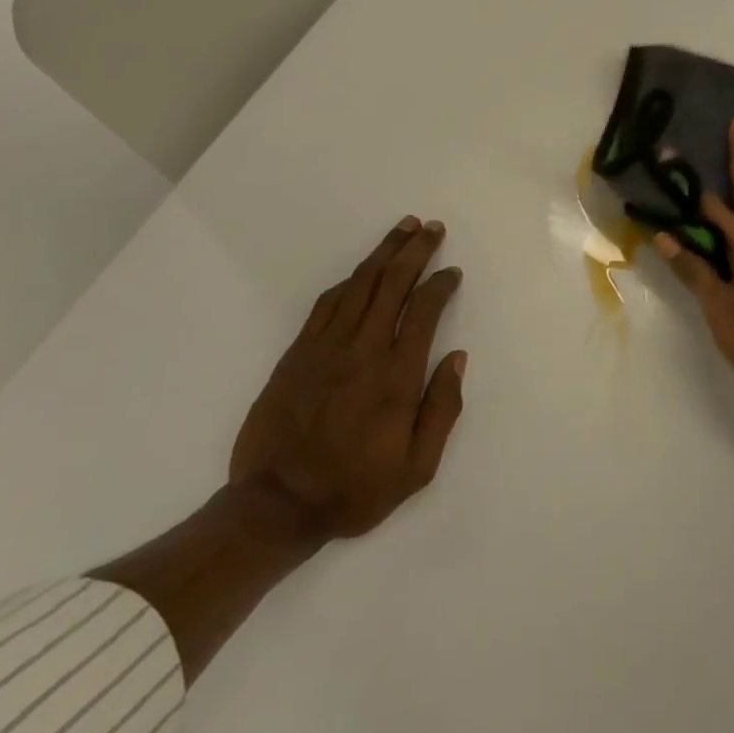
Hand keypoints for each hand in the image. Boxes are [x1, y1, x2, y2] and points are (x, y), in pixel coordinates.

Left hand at [230, 217, 466, 542]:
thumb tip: (457, 358)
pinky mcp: (297, 353)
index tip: (452, 272)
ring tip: (402, 229)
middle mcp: (363, 350)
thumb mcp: (417, 467)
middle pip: (392, 284)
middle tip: (430, 227)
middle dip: (415, 251)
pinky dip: (348, 281)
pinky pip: (326, 304)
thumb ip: (442, 409)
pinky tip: (360, 272)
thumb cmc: (355, 489)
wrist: (276, 505)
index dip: (440, 284)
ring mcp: (325, 348)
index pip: (424, 311)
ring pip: (359, 285)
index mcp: (396, 376)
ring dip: (383, 253)